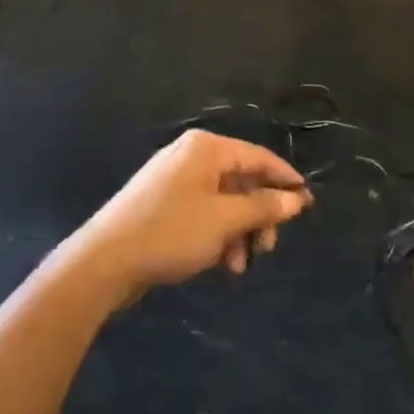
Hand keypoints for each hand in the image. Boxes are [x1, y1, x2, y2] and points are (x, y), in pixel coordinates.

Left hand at [70, 131, 311, 306]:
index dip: (285, 179)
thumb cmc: (171, 232)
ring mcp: (174, 179)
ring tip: (239, 265)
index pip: (258, 157)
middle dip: (258, 216)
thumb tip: (298, 199)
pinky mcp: (162, 204)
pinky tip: (220, 263)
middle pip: (241, 180)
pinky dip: (217, 234)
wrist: (105, 261)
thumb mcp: (225, 221)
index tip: (308, 203)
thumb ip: (264, 208)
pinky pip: (203, 212)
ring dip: (238, 231)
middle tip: (267, 248)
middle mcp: (191, 156)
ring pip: (223, 201)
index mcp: (206, 148)